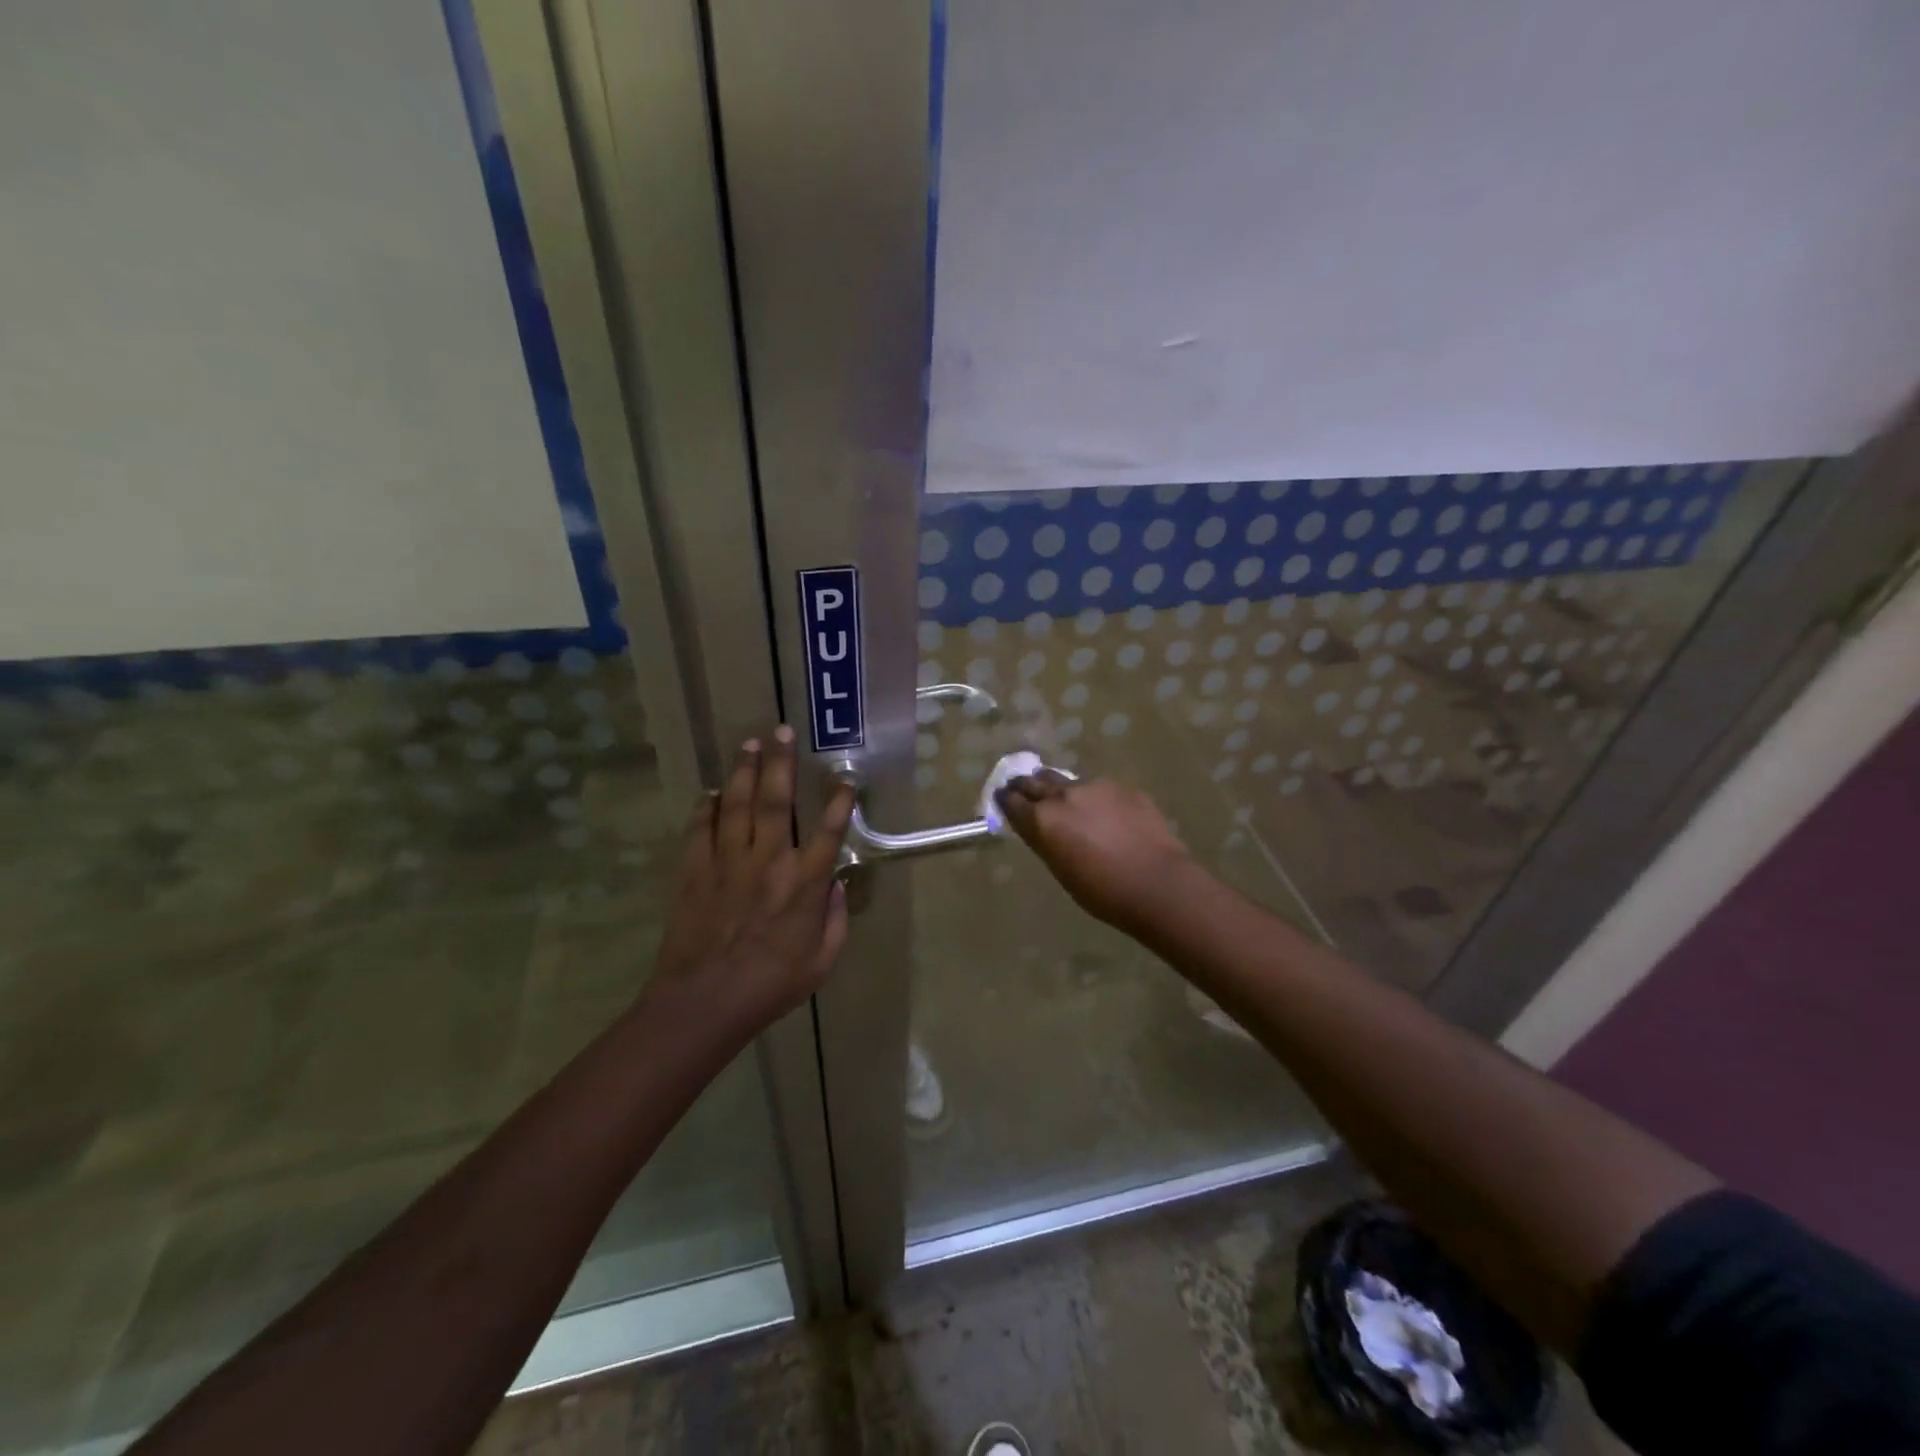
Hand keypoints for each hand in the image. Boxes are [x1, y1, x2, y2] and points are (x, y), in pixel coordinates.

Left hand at [652, 726, 855, 1034]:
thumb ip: (834, 919)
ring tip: (749, 743)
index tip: (845, 777)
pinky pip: (701, 828)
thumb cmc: (771, 985)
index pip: (829, 830)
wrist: (705, 1003)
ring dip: (743, 770)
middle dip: (781, 762)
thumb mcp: (821, 961)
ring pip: (736, 803)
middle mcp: (768, 860)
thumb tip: (835, 884)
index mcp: (803, 882)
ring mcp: (727, 861)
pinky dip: (706, 806)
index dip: (840, 800)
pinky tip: (711, 791)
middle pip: (775, 799)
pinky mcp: (695, 870)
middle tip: (781, 730)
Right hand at [995, 772, 1194, 933]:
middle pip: (1035, 781)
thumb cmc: (1103, 891)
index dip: (1005, 801)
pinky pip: (1100, 789)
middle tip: (1023, 791)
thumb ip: (1045, 841)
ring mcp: (1096, 787)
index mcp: (1043, 819)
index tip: (1003, 800)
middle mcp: (1064, 795)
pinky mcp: (1124, 787)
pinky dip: (1095, 799)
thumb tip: (1038, 827)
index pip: (1012, 801)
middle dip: (1026, 786)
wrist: (1158, 883)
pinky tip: (1107, 815)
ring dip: (1061, 791)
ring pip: (1068, 782)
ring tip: (1067, 803)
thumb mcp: (1061, 870)